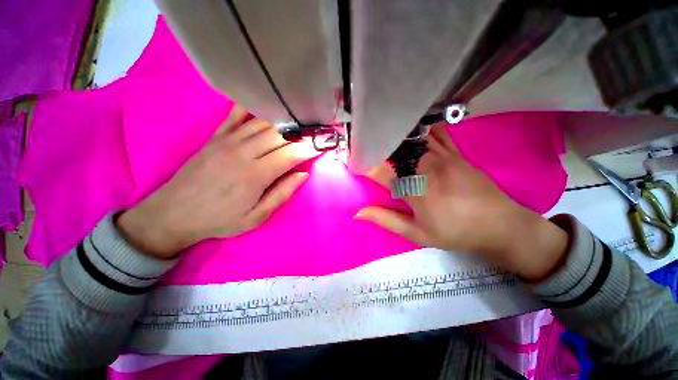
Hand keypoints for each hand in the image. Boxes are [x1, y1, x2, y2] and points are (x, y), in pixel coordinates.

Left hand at [116, 105, 319, 258]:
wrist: (174, 213)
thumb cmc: (220, 219)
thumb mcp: (256, 217)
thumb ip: (282, 194)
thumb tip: (303, 174)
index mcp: (256, 175)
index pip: (291, 154)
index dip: (309, 148)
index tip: (322, 145)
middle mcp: (244, 152)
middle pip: (280, 135)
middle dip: (302, 133)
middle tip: (315, 133)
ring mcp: (228, 141)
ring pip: (263, 123)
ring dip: (284, 121)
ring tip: (299, 122)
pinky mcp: (216, 137)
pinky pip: (236, 115)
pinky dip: (253, 108)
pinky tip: (266, 106)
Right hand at [357, 126, 568, 280]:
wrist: (500, 226)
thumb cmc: (455, 233)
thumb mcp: (417, 234)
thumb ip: (386, 220)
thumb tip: (358, 213)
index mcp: (414, 189)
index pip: (379, 170)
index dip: (363, 165)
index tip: (353, 163)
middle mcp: (426, 167)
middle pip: (393, 149)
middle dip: (375, 147)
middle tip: (364, 147)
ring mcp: (443, 156)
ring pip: (411, 138)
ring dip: (393, 137)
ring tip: (382, 136)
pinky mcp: (455, 152)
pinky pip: (435, 133)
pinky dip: (420, 129)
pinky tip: (411, 130)